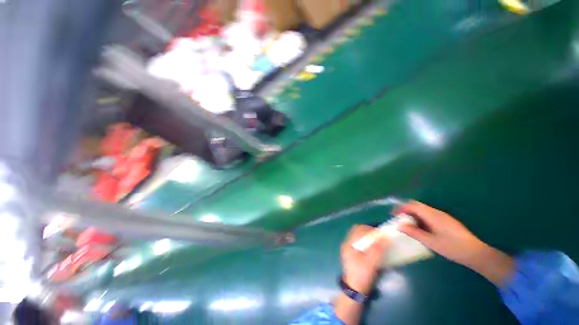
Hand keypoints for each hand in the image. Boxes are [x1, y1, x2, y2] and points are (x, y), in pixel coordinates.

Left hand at [341, 225, 388, 294]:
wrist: (354, 290)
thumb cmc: (361, 275)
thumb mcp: (370, 263)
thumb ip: (377, 249)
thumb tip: (384, 237)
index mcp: (349, 244)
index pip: (357, 229)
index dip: (369, 229)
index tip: (380, 233)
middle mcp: (348, 244)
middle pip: (358, 232)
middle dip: (369, 232)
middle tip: (380, 237)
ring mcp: (350, 249)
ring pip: (359, 238)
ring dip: (368, 237)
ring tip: (379, 242)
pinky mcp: (353, 255)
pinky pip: (360, 244)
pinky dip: (367, 243)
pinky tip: (375, 248)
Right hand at [395, 200, 485, 266]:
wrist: (475, 253)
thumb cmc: (452, 248)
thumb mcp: (431, 242)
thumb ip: (414, 232)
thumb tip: (399, 225)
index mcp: (432, 215)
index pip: (412, 205)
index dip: (401, 208)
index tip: (393, 215)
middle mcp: (436, 212)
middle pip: (416, 205)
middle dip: (405, 209)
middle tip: (398, 218)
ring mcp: (441, 215)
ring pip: (422, 209)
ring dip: (412, 213)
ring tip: (407, 224)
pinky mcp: (445, 220)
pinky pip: (428, 214)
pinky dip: (419, 217)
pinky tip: (420, 227)